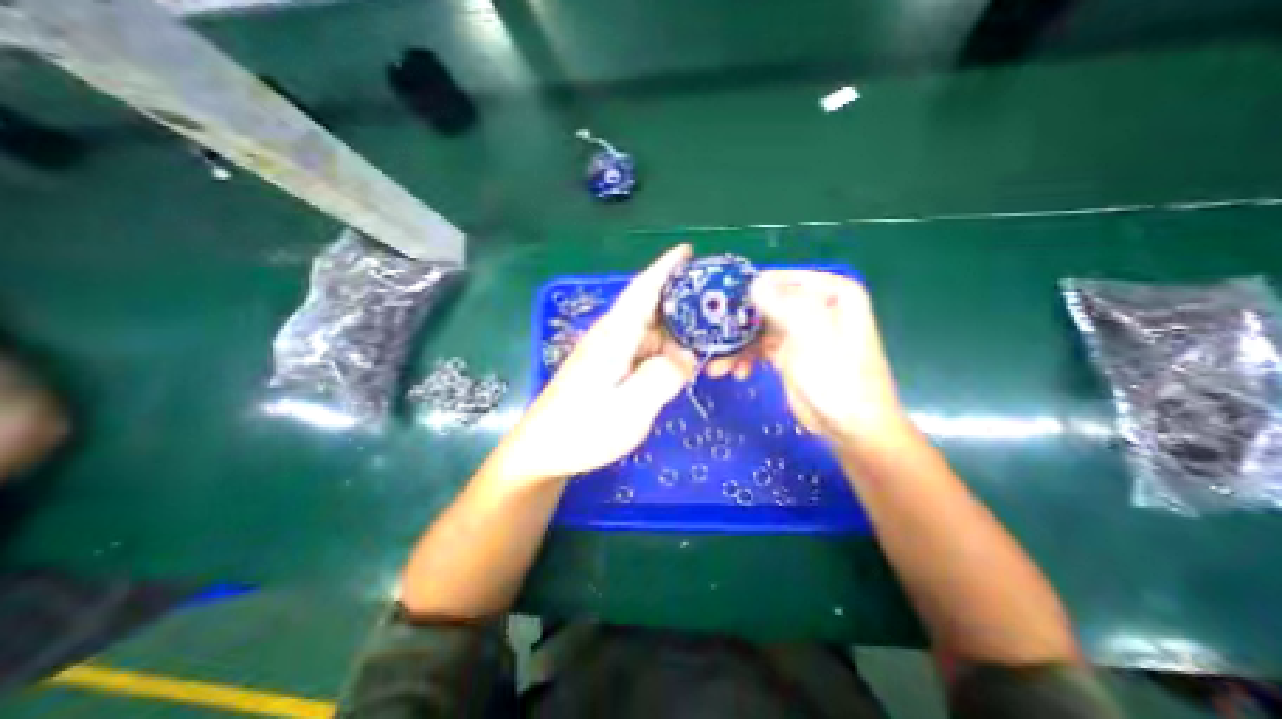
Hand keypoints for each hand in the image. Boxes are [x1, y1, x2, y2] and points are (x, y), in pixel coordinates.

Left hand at [504, 245, 699, 483]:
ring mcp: (606, 353)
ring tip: (705, 337)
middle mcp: (610, 337)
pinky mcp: (606, 368)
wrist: (543, 450)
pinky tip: (676, 362)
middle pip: (649, 308)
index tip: (687, 251)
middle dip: (681, 303)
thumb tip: (687, 356)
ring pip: (647, 331)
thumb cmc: (584, 430)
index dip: (665, 268)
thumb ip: (663, 378)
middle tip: (716, 307)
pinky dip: (662, 350)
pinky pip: (641, 349)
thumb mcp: (631, 409)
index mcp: (614, 337)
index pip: (642, 291)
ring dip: (674, 331)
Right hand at [712, 269, 910, 442]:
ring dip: (736, 345)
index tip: (719, 302)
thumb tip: (754, 282)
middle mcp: (814, 306)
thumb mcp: (813, 340)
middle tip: (711, 336)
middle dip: (737, 323)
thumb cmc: (840, 382)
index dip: (749, 289)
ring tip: (717, 365)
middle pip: (765, 304)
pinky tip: (736, 373)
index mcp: (830, 293)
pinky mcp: (787, 352)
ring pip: (758, 328)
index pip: (781, 279)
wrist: (852, 429)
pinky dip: (745, 358)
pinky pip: (759, 347)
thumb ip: (785, 306)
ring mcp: (799, 330)